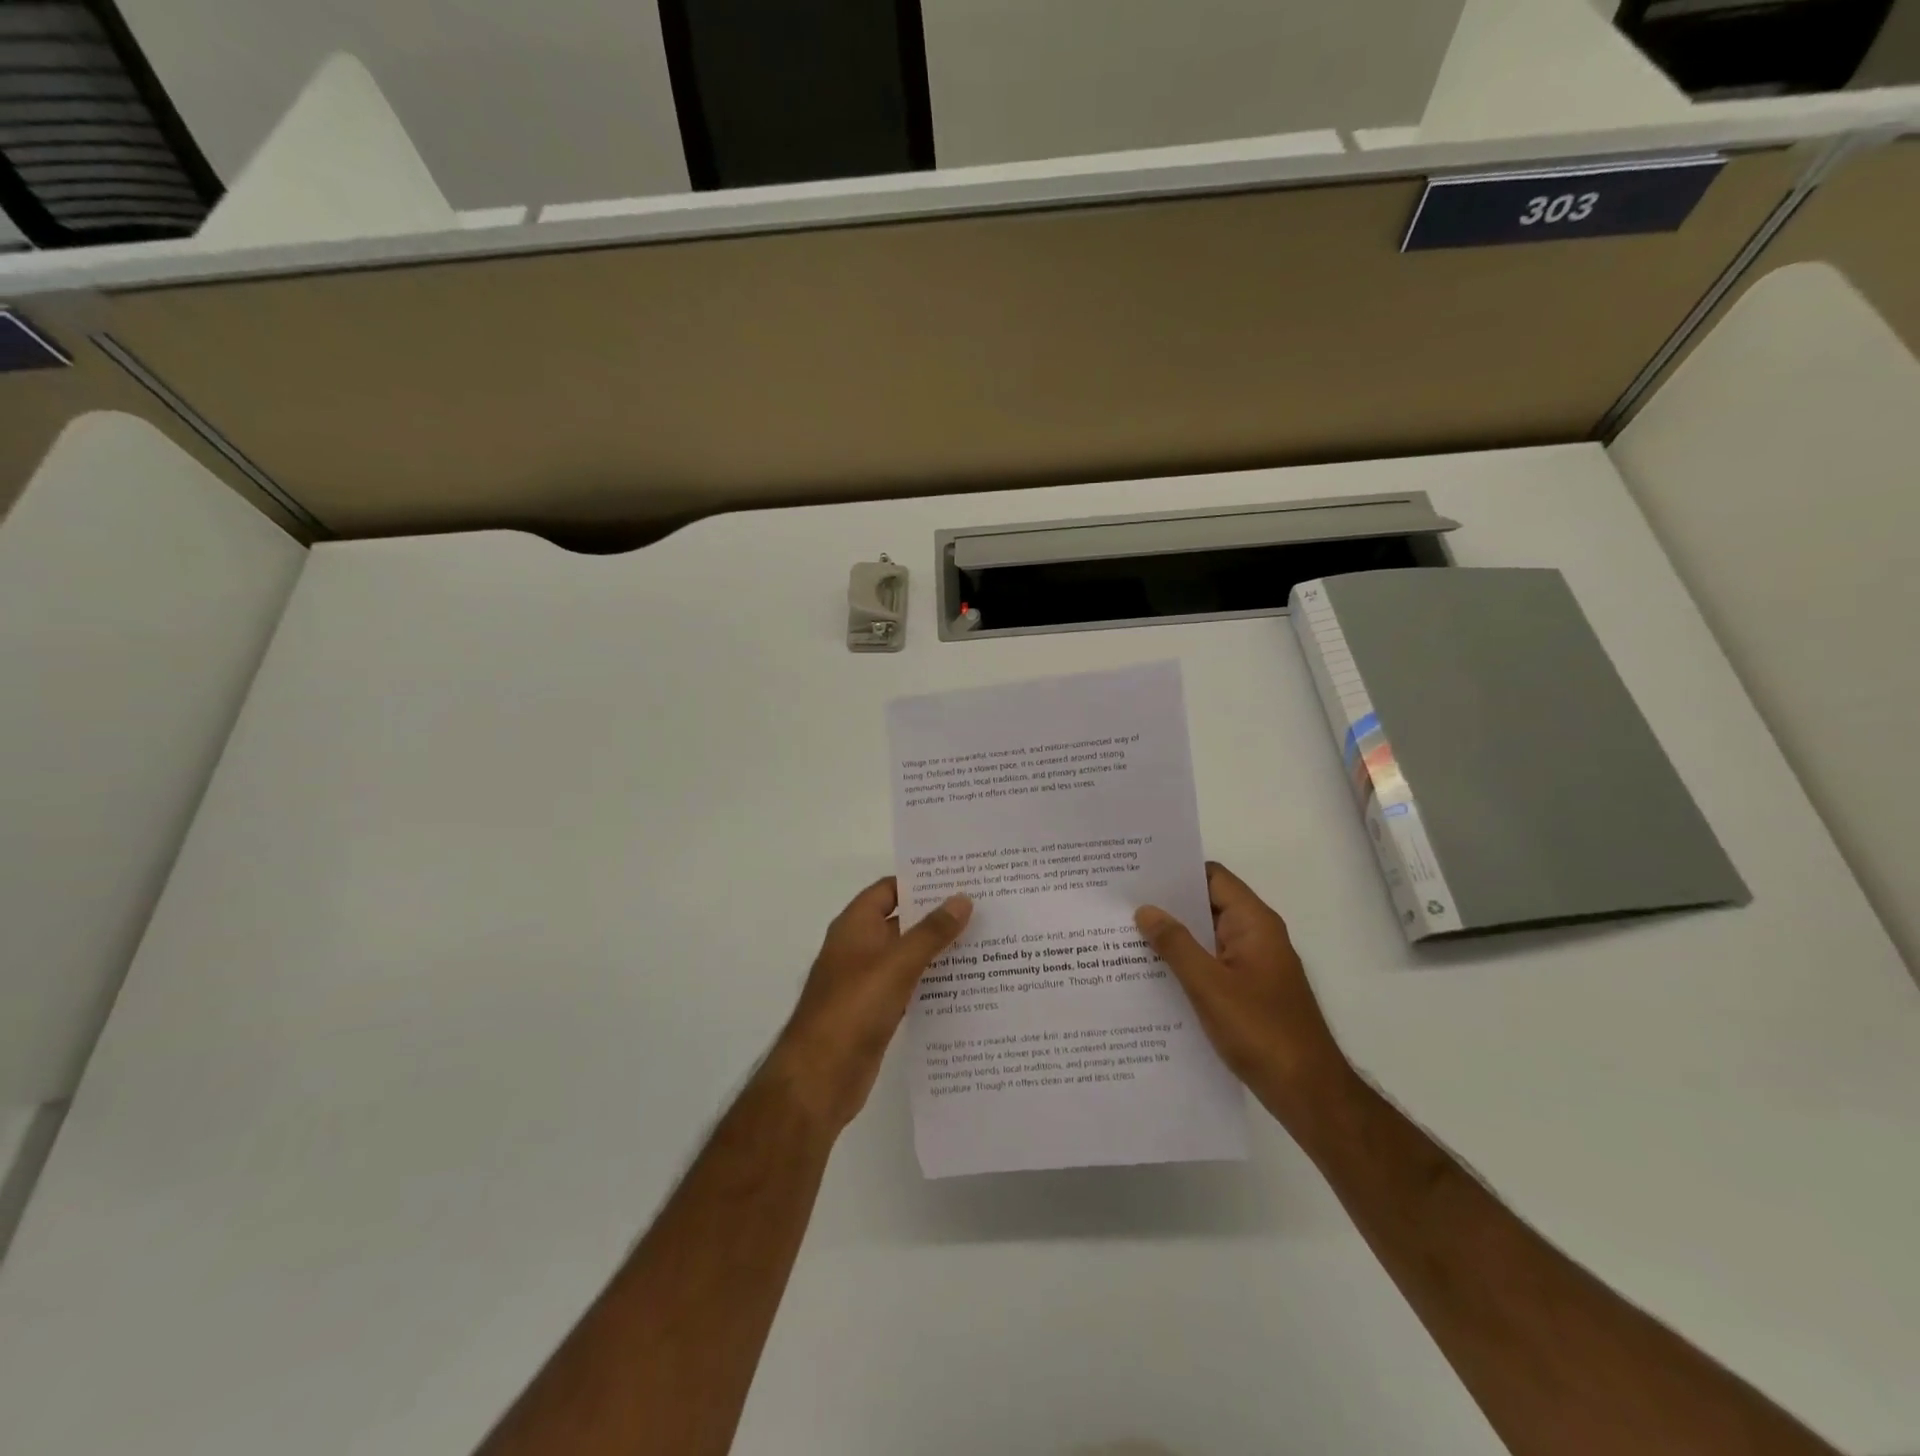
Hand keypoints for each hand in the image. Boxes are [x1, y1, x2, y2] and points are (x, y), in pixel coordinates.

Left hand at [765, 879, 971, 1132]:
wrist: (820, 1076)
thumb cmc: (855, 1007)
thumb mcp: (898, 963)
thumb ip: (931, 931)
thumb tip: (962, 898)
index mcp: (856, 926)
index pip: (889, 890)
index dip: (921, 883)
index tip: (960, 880)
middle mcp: (860, 948)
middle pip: (902, 922)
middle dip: (937, 916)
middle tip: (983, 909)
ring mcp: (867, 982)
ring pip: (908, 957)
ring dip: (939, 952)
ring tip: (984, 944)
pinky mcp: (876, 1013)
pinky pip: (909, 988)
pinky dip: (932, 984)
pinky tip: (965, 985)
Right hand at [1135, 862, 1351, 1127]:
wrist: (1308, 1093)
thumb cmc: (1261, 1031)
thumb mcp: (1209, 986)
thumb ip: (1176, 945)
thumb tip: (1146, 910)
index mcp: (1254, 923)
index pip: (1212, 877)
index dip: (1176, 871)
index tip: (1137, 873)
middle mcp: (1256, 936)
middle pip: (1207, 905)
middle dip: (1167, 905)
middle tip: (1120, 904)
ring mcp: (1253, 965)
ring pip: (1206, 938)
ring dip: (1174, 937)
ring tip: (1125, 935)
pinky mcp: (1249, 991)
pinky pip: (1211, 965)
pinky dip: (1185, 964)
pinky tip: (1152, 975)